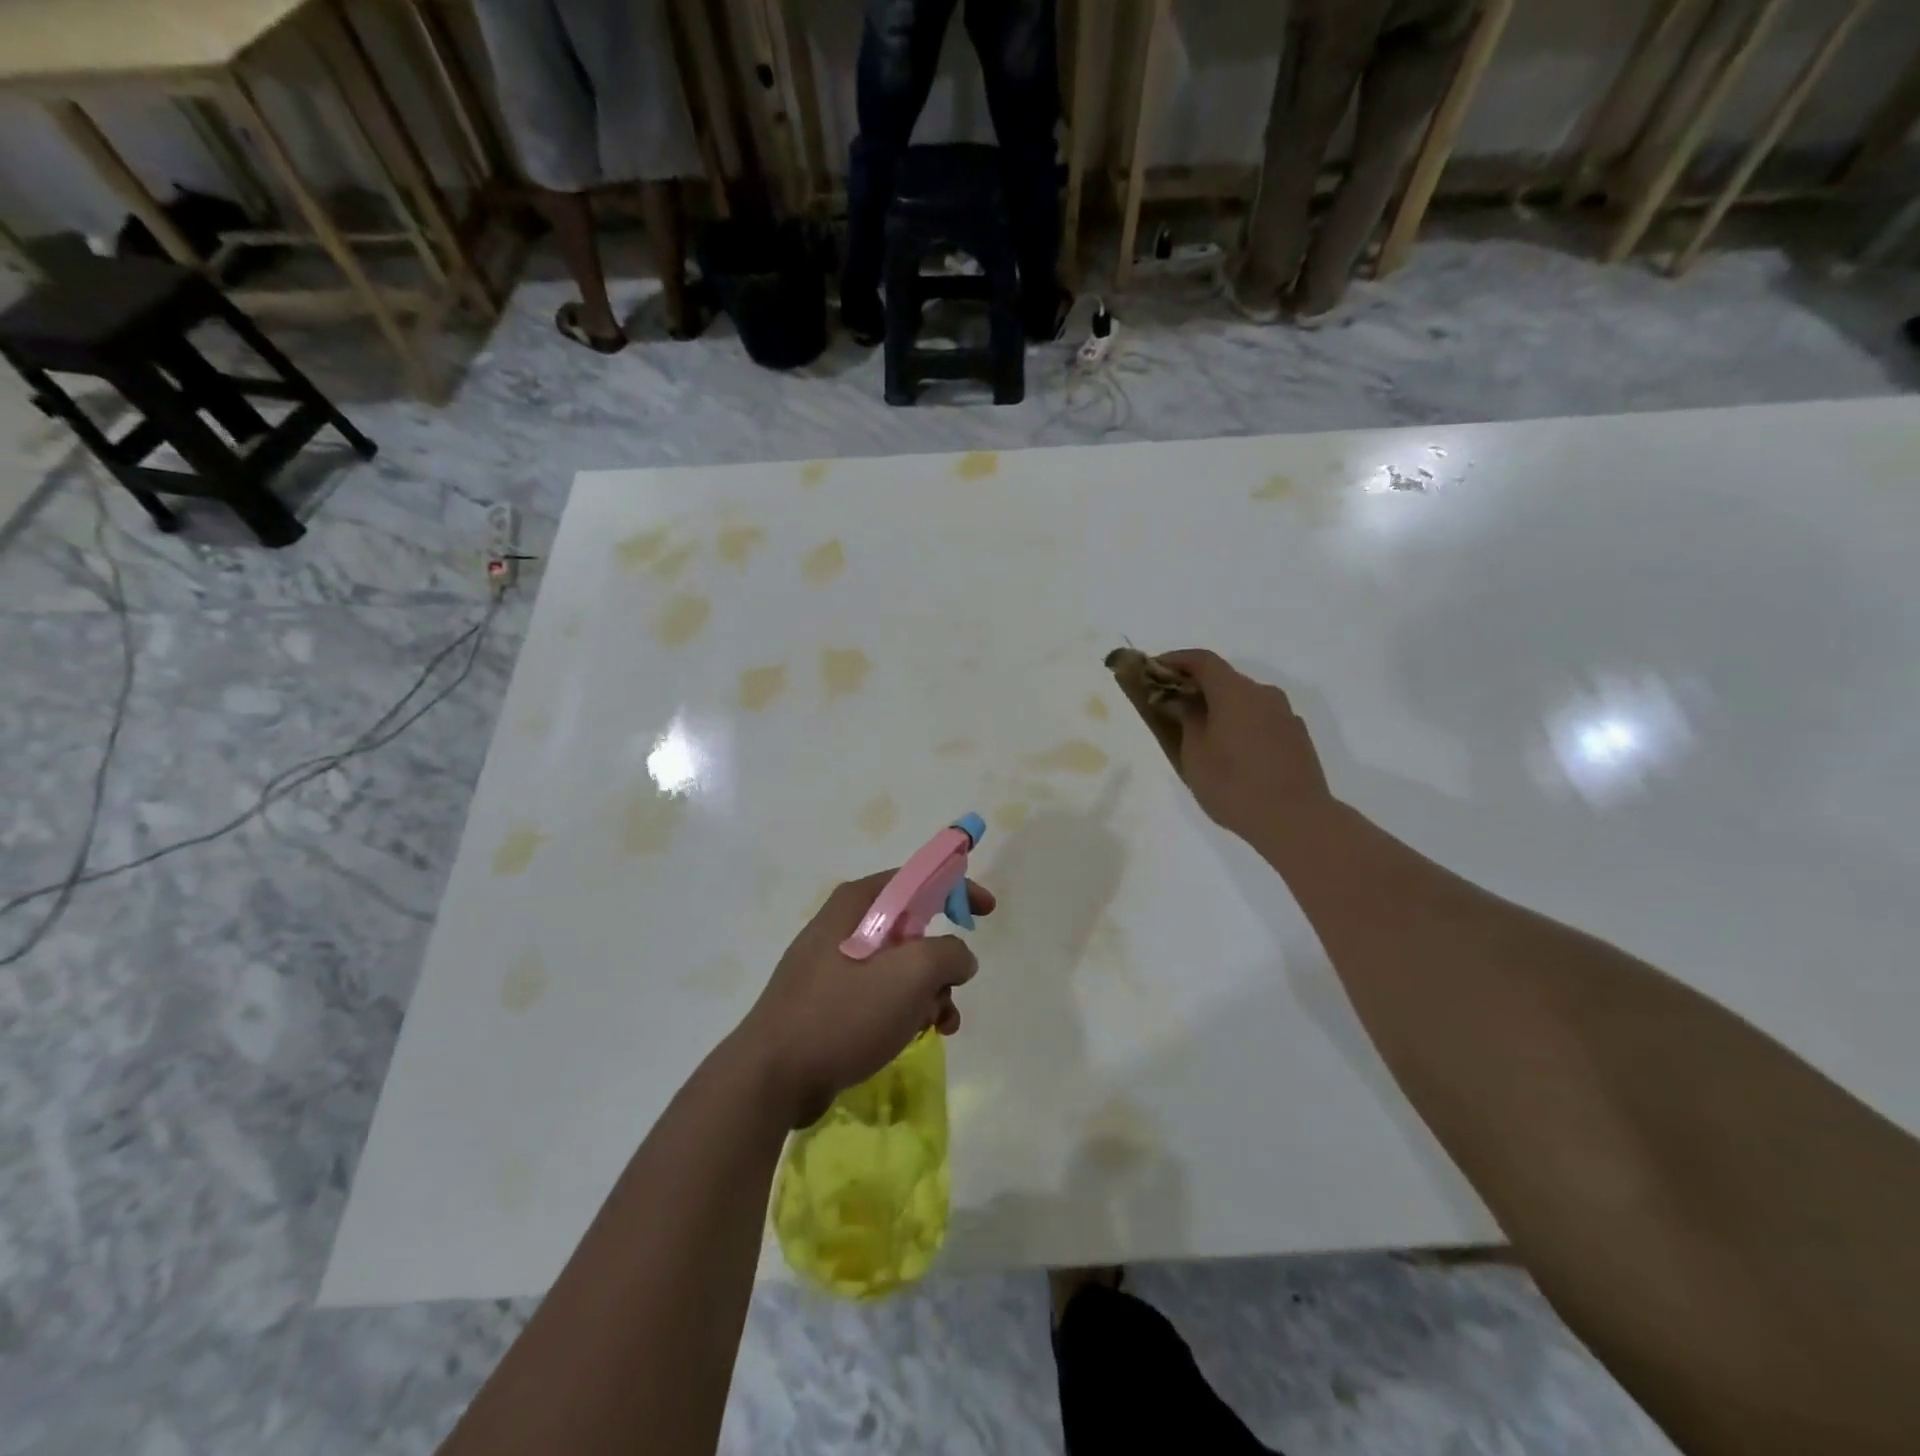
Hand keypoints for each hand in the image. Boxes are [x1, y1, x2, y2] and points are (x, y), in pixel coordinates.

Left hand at [734, 872, 995, 1126]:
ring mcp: (833, 965)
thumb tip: (959, 957)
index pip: (917, 878)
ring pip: (900, 966)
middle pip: (912, 927)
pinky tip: (917, 1036)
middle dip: (942, 959)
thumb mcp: (910, 974)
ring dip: (929, 991)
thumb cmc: (844, 1012)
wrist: (773, 1076)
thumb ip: (949, 953)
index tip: (987, 911)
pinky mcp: (829, 1002)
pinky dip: (906, 1009)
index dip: (956, 888)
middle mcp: (844, 925)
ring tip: (938, 1023)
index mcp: (857, 903)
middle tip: (954, 986)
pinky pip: (880, 994)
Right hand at [1157, 649, 1334, 846]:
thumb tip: (1186, 703)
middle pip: (1225, 679)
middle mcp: (1263, 694)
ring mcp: (1285, 714)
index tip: (1155, 668)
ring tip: (1203, 734)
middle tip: (1174, 705)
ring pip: (1245, 700)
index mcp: (1234, 693)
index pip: (1203, 660)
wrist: (1296, 819)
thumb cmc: (1234, 785)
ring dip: (1221, 707)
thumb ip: (1188, 721)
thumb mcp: (1195, 755)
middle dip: (1197, 687)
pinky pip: (1261, 719)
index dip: (1177, 660)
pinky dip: (1242, 724)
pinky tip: (1233, 752)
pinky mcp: (1297, 736)